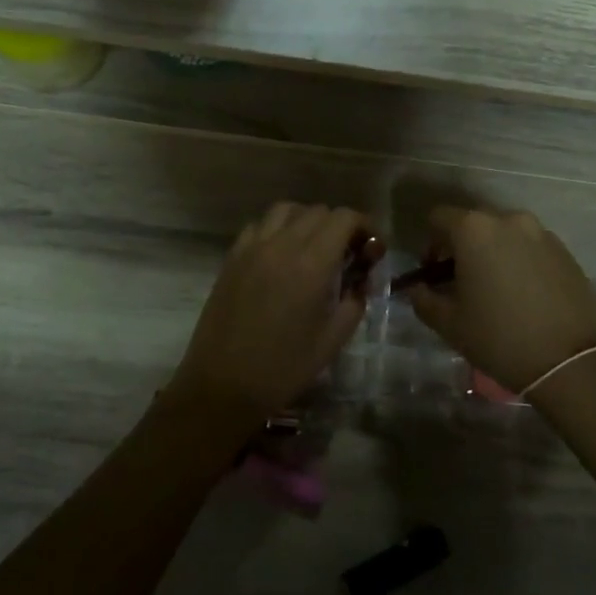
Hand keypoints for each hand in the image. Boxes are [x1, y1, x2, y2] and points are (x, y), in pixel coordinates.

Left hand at [170, 203, 380, 421]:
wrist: (222, 384)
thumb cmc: (283, 368)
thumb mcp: (332, 340)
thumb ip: (354, 302)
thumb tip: (360, 282)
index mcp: (312, 264)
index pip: (344, 219)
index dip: (365, 226)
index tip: (372, 249)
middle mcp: (282, 245)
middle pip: (318, 211)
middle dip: (340, 226)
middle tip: (347, 254)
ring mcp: (252, 247)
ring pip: (286, 210)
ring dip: (307, 221)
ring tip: (314, 247)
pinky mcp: (232, 257)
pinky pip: (259, 225)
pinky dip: (277, 229)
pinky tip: (281, 255)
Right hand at [407, 206, 595, 393]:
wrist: (570, 361)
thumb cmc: (499, 337)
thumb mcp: (449, 324)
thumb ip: (423, 299)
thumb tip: (418, 289)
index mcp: (474, 229)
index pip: (438, 218)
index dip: (429, 244)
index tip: (434, 274)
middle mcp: (508, 220)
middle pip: (473, 224)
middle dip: (462, 248)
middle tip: (461, 283)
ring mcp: (541, 233)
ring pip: (504, 235)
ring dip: (492, 253)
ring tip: (495, 290)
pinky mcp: (565, 251)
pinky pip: (530, 247)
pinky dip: (519, 261)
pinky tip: (523, 296)